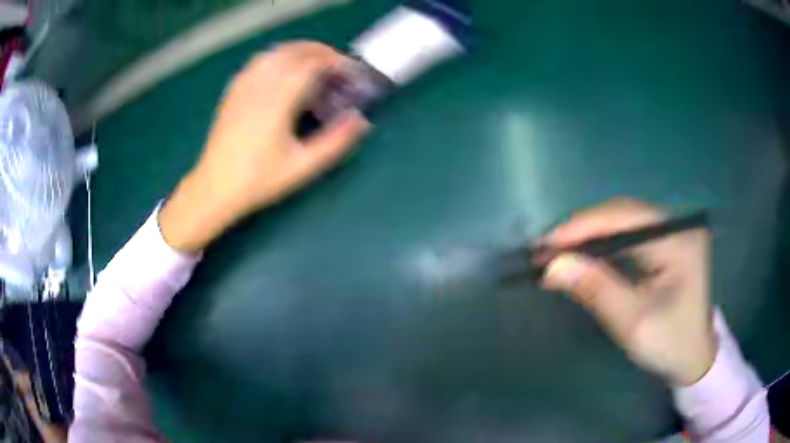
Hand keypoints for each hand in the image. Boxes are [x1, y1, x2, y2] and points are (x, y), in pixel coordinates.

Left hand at [160, 41, 369, 250]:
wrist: (214, 188)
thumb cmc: (258, 180)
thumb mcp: (302, 167)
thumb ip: (335, 142)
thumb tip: (360, 121)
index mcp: (277, 102)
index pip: (310, 65)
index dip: (335, 62)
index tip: (350, 72)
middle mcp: (259, 87)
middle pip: (293, 52)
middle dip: (320, 52)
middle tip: (337, 65)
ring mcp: (243, 87)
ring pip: (274, 53)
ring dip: (298, 51)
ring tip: (314, 63)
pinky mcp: (233, 92)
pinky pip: (257, 62)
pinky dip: (276, 57)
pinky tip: (282, 69)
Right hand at [541, 198, 716, 385]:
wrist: (693, 358)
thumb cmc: (669, 343)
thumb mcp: (633, 321)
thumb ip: (595, 289)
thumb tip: (552, 266)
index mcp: (678, 238)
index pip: (625, 217)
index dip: (583, 226)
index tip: (545, 243)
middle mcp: (676, 225)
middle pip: (623, 213)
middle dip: (583, 229)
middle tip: (546, 249)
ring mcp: (672, 232)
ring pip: (623, 222)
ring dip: (590, 236)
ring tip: (558, 252)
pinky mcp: (665, 244)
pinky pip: (628, 235)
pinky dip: (602, 244)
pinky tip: (584, 255)